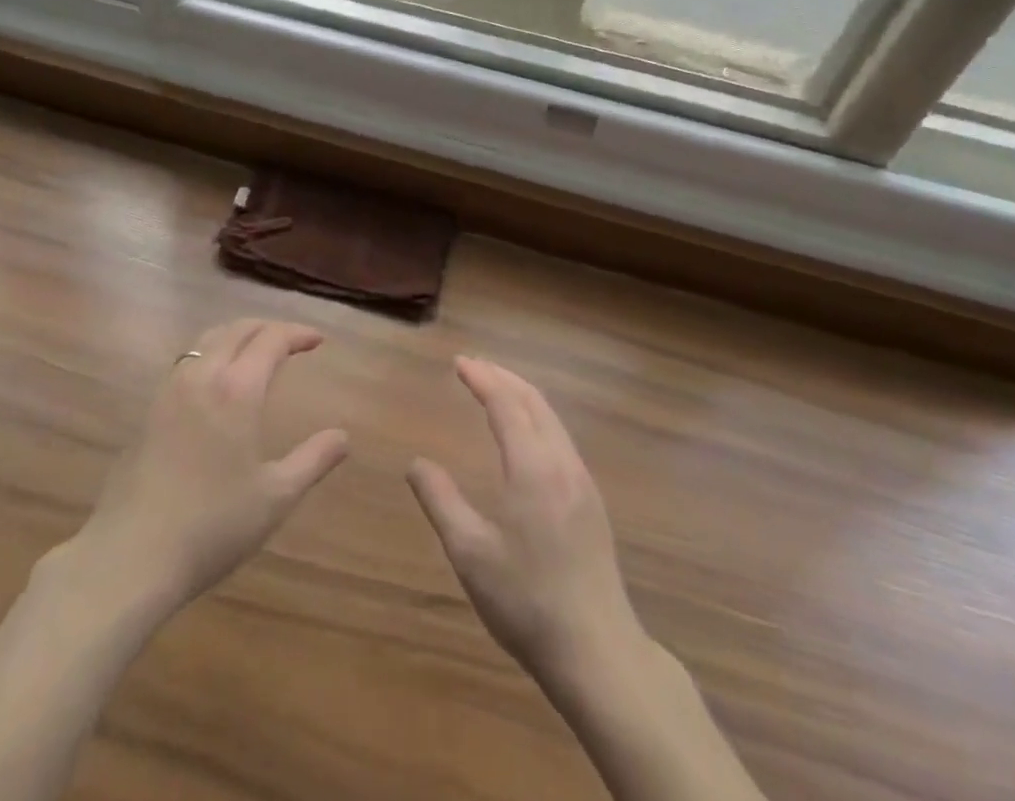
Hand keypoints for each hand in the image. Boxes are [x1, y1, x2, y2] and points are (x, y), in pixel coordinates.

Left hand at [71, 319, 348, 613]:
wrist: (131, 556)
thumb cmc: (212, 526)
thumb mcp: (275, 497)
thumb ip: (313, 461)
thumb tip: (344, 436)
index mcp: (237, 390)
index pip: (271, 340)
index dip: (297, 334)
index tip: (318, 340)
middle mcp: (202, 377)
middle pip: (236, 329)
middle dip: (267, 327)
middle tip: (290, 340)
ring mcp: (169, 391)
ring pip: (206, 341)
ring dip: (235, 335)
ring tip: (254, 351)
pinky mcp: (148, 412)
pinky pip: (185, 362)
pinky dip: (209, 354)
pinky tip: (214, 383)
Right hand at [408, 357, 642, 684]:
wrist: (598, 652)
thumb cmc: (527, 601)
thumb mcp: (470, 553)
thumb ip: (441, 501)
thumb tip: (416, 463)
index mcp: (533, 468)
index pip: (506, 404)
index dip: (482, 378)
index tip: (458, 363)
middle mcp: (562, 463)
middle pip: (533, 402)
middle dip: (502, 377)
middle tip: (473, 366)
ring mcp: (582, 482)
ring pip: (552, 419)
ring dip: (522, 395)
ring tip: (495, 389)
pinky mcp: (592, 502)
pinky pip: (561, 438)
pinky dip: (537, 417)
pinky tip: (526, 434)